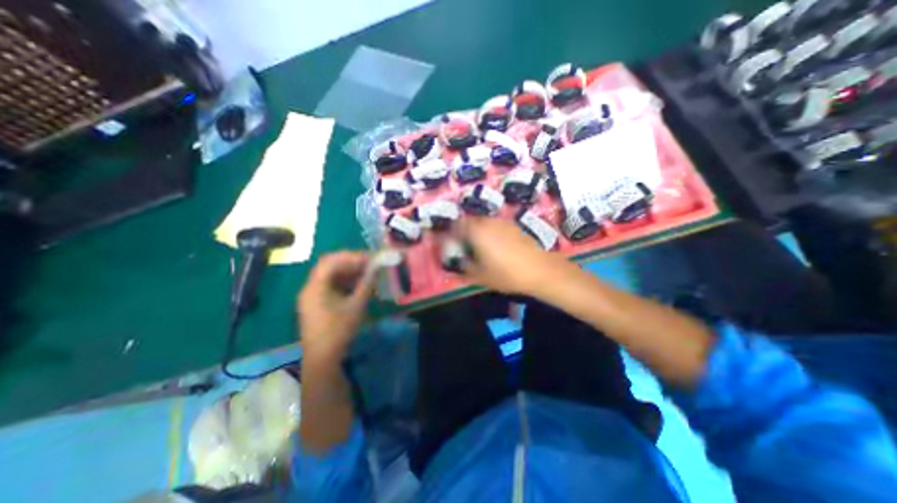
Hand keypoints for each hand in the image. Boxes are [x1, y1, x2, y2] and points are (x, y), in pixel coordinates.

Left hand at [296, 254, 375, 359]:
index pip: (331, 261)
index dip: (350, 257)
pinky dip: (344, 282)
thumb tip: (376, 269)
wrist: (323, 358)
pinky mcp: (316, 303)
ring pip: (330, 276)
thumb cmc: (339, 330)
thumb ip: (366, 284)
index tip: (369, 259)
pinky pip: (330, 286)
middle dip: (350, 263)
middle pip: (329, 266)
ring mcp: (311, 296)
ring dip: (348, 272)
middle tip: (368, 264)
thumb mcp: (356, 306)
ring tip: (366, 274)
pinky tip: (357, 286)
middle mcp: (310, 288)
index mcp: (315, 287)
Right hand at [459, 216, 562, 294]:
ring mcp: (502, 222)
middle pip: (469, 221)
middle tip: (462, 245)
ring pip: (482, 222)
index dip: (450, 234)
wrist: (539, 270)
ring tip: (478, 246)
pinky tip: (495, 246)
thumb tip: (455, 263)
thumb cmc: (506, 274)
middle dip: (462, 231)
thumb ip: (463, 267)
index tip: (449, 244)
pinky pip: (494, 225)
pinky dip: (489, 232)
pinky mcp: (513, 226)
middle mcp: (488, 222)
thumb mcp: (480, 276)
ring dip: (476, 231)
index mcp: (476, 231)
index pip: (455, 226)